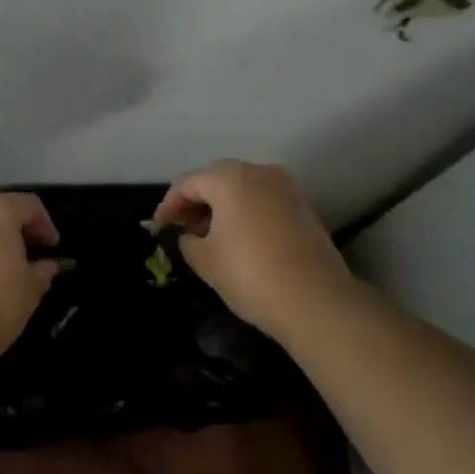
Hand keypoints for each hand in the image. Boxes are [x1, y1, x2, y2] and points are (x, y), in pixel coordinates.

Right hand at [153, 161, 354, 340]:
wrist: (316, 301)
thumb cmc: (249, 274)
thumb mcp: (204, 259)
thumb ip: (187, 240)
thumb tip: (190, 235)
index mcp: (230, 178)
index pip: (187, 183)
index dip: (168, 206)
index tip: (158, 230)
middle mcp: (260, 172)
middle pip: (216, 180)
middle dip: (195, 202)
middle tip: (181, 229)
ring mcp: (287, 188)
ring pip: (242, 189)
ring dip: (221, 207)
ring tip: (208, 236)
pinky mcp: (303, 208)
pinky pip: (263, 202)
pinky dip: (245, 214)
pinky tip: (238, 240)